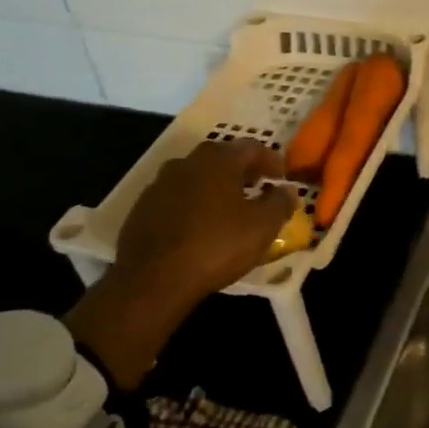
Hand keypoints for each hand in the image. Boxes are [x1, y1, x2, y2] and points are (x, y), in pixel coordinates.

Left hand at [110, 139, 295, 299]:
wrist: (152, 280)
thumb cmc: (217, 245)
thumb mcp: (263, 227)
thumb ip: (280, 203)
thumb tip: (287, 190)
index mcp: (218, 160)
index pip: (251, 147)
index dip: (271, 160)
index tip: (282, 177)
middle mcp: (186, 163)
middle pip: (220, 158)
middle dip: (242, 171)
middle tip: (258, 188)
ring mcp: (159, 185)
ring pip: (195, 178)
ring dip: (215, 188)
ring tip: (230, 209)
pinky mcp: (141, 210)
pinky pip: (176, 200)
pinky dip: (193, 206)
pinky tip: (200, 227)